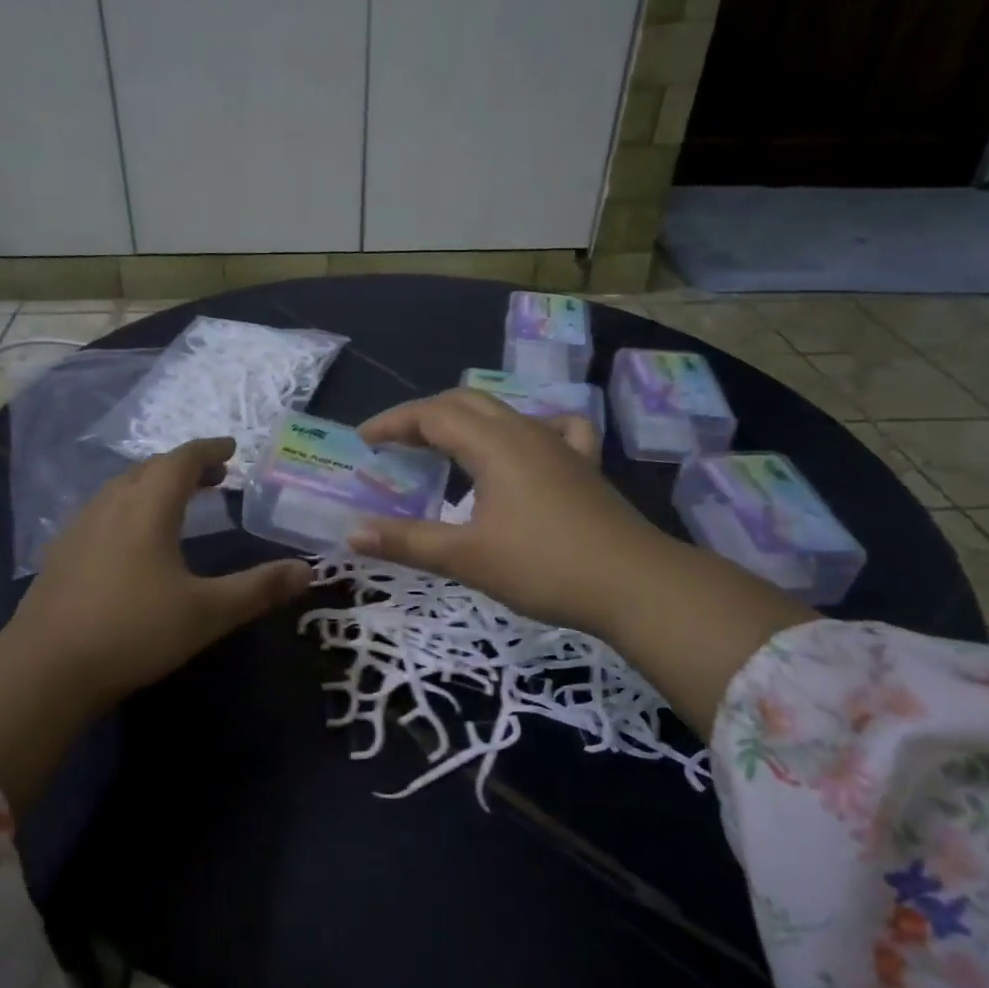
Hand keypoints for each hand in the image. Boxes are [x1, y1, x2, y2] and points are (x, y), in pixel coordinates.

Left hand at [0, 437, 311, 813]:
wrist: (45, 669)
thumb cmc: (134, 632)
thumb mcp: (207, 613)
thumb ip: (258, 589)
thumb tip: (307, 571)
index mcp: (147, 508)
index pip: (181, 461)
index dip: (208, 450)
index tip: (231, 449)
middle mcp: (111, 506)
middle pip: (149, 469)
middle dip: (184, 467)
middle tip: (215, 477)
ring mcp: (80, 528)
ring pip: (122, 488)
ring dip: (153, 484)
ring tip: (178, 501)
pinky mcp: (61, 554)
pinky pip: (103, 511)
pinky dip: (129, 507)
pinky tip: (132, 538)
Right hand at [351, 389, 651, 636]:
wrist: (635, 585)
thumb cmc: (544, 567)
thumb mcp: (466, 558)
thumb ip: (407, 542)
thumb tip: (353, 533)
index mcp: (493, 444)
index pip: (431, 415)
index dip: (393, 423)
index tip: (363, 440)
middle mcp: (524, 431)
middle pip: (464, 402)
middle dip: (423, 416)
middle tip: (394, 444)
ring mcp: (559, 444)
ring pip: (502, 412)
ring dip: (464, 421)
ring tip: (443, 446)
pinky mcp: (583, 465)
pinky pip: (552, 428)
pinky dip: (523, 428)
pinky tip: (524, 446)